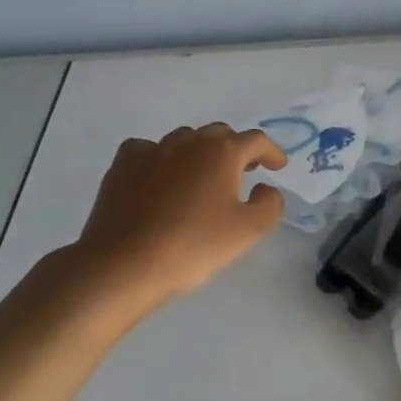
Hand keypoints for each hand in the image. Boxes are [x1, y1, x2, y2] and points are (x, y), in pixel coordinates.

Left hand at [62, 123, 287, 323]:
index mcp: (222, 152)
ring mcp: (152, 150)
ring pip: (184, 140)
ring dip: (199, 153)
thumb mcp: (249, 231)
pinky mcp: (122, 166)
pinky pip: (148, 150)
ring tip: (202, 177)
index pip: (255, 140)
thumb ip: (269, 204)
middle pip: (219, 135)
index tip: (278, 167)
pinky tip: (160, 177)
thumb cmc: (193, 246)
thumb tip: (265, 188)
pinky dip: (160, 158)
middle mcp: (188, 142)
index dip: (271, 152)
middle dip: (235, 150)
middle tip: (243, 172)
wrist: (123, 265)